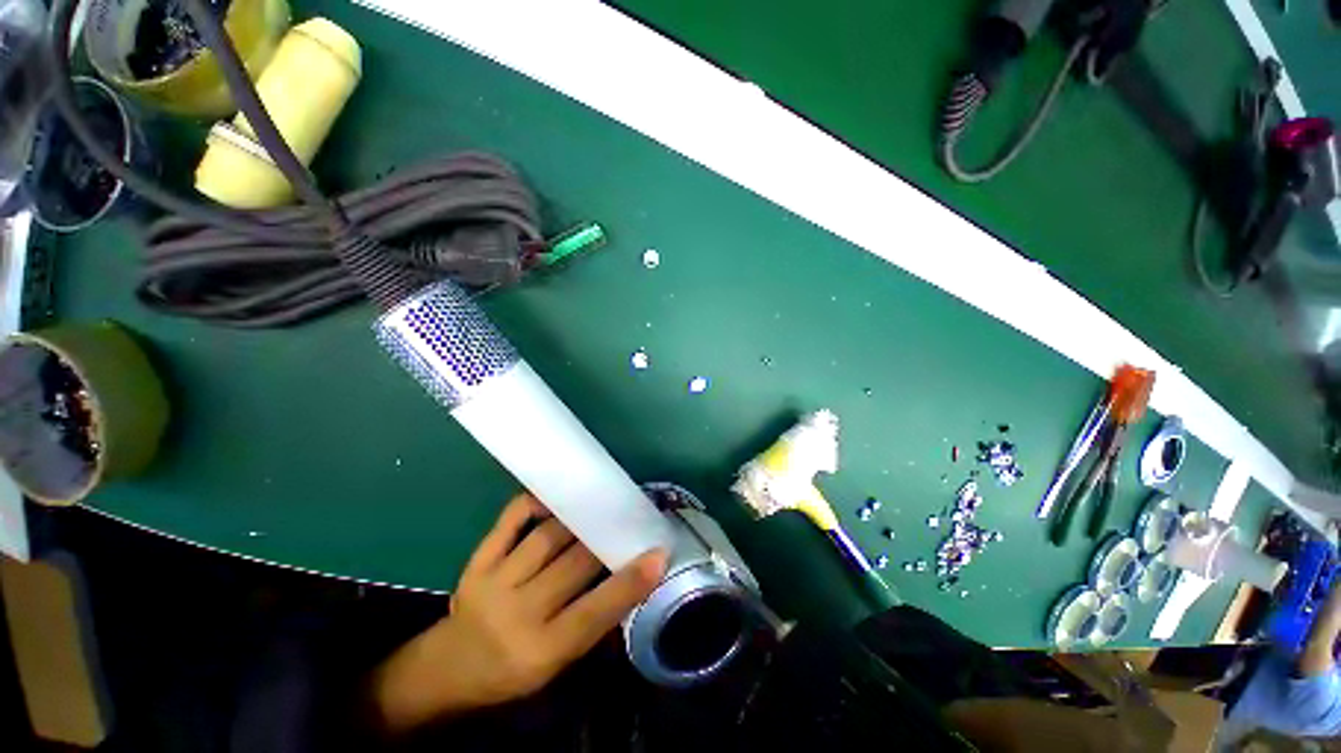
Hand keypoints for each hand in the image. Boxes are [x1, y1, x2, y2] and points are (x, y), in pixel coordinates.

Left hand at [373, 493, 667, 732]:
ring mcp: (494, 582)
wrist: (448, 669)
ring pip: (548, 537)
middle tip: (630, 517)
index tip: (659, 553)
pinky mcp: (478, 561)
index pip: (594, 612)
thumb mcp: (556, 666)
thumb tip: (631, 581)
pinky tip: (556, 497)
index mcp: (541, 650)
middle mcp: (517, 614)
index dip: (630, 581)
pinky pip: (511, 521)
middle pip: (573, 565)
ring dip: (578, 518)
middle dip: (606, 537)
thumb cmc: (511, 672)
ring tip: (600, 503)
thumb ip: (593, 624)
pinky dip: (536, 503)